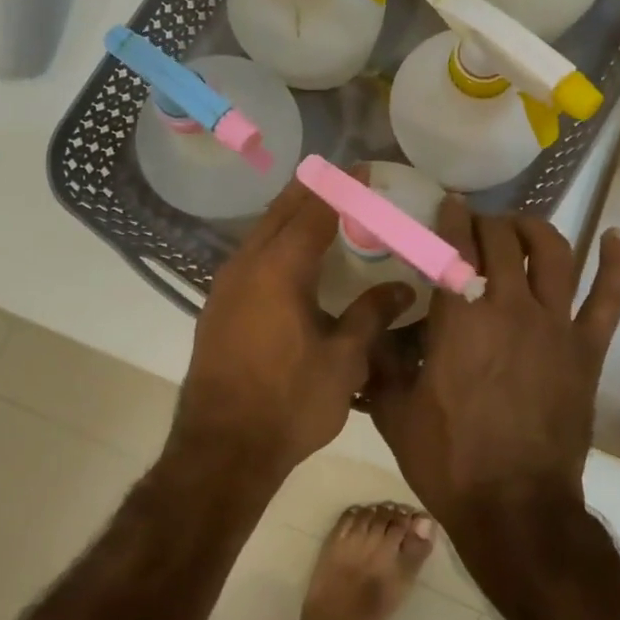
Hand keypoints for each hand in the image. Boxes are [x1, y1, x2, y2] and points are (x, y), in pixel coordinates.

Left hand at [175, 180, 411, 486]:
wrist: (221, 449)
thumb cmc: (289, 403)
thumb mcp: (343, 361)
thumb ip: (371, 315)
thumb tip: (402, 288)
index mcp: (279, 269)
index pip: (315, 211)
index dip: (341, 187)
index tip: (364, 170)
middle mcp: (247, 265)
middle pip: (281, 212)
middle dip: (313, 190)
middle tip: (345, 179)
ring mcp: (226, 285)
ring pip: (262, 233)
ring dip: (291, 216)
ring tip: (323, 211)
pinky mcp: (218, 306)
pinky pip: (251, 256)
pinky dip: (276, 242)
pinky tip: (293, 259)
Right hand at [369, 201, 619, 533]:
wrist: (514, 509)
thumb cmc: (449, 461)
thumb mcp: (395, 411)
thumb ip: (381, 362)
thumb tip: (370, 331)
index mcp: (459, 318)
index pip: (454, 247)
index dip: (451, 218)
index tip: (448, 205)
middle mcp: (510, 308)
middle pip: (503, 241)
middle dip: (486, 224)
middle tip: (476, 226)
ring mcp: (555, 326)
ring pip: (553, 254)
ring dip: (535, 230)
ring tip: (522, 226)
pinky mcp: (587, 349)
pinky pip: (608, 297)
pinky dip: (615, 263)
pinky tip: (614, 237)